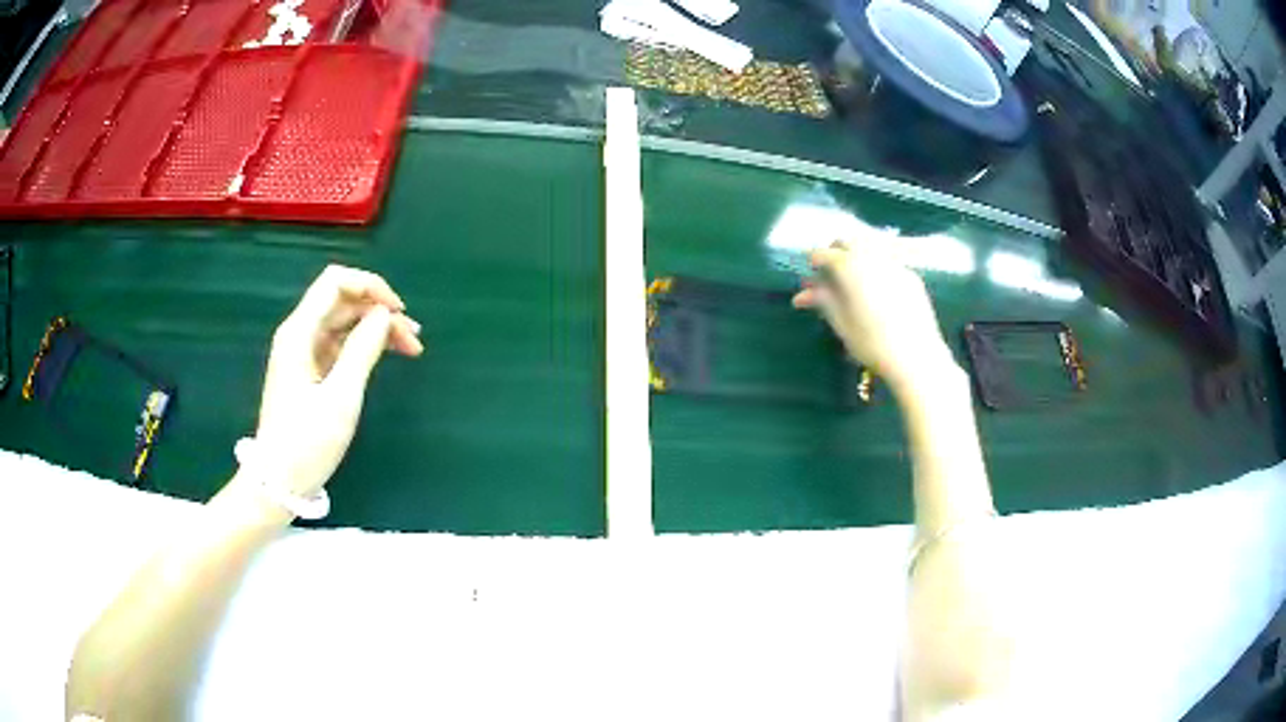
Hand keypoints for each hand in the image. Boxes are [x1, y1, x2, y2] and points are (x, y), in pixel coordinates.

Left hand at [251, 265, 423, 495]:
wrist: (278, 482)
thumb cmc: (307, 443)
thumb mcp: (340, 398)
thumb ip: (362, 350)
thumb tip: (383, 314)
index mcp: (299, 332)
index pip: (335, 282)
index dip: (370, 286)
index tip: (398, 311)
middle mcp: (299, 334)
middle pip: (343, 301)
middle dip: (379, 310)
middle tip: (415, 338)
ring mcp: (304, 353)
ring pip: (345, 323)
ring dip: (377, 328)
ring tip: (411, 347)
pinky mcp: (310, 371)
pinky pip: (341, 344)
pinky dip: (365, 346)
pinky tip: (387, 355)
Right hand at [792, 239, 955, 394]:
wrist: (916, 356)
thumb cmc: (872, 343)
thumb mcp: (841, 324)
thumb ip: (823, 301)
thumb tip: (803, 293)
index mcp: (850, 267)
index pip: (825, 254)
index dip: (814, 261)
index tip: (810, 273)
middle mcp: (872, 257)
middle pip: (849, 242)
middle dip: (836, 252)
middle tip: (829, 273)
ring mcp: (895, 264)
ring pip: (870, 248)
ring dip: (857, 257)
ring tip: (853, 280)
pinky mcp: (911, 276)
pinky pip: (888, 262)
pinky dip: (876, 267)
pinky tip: (877, 288)